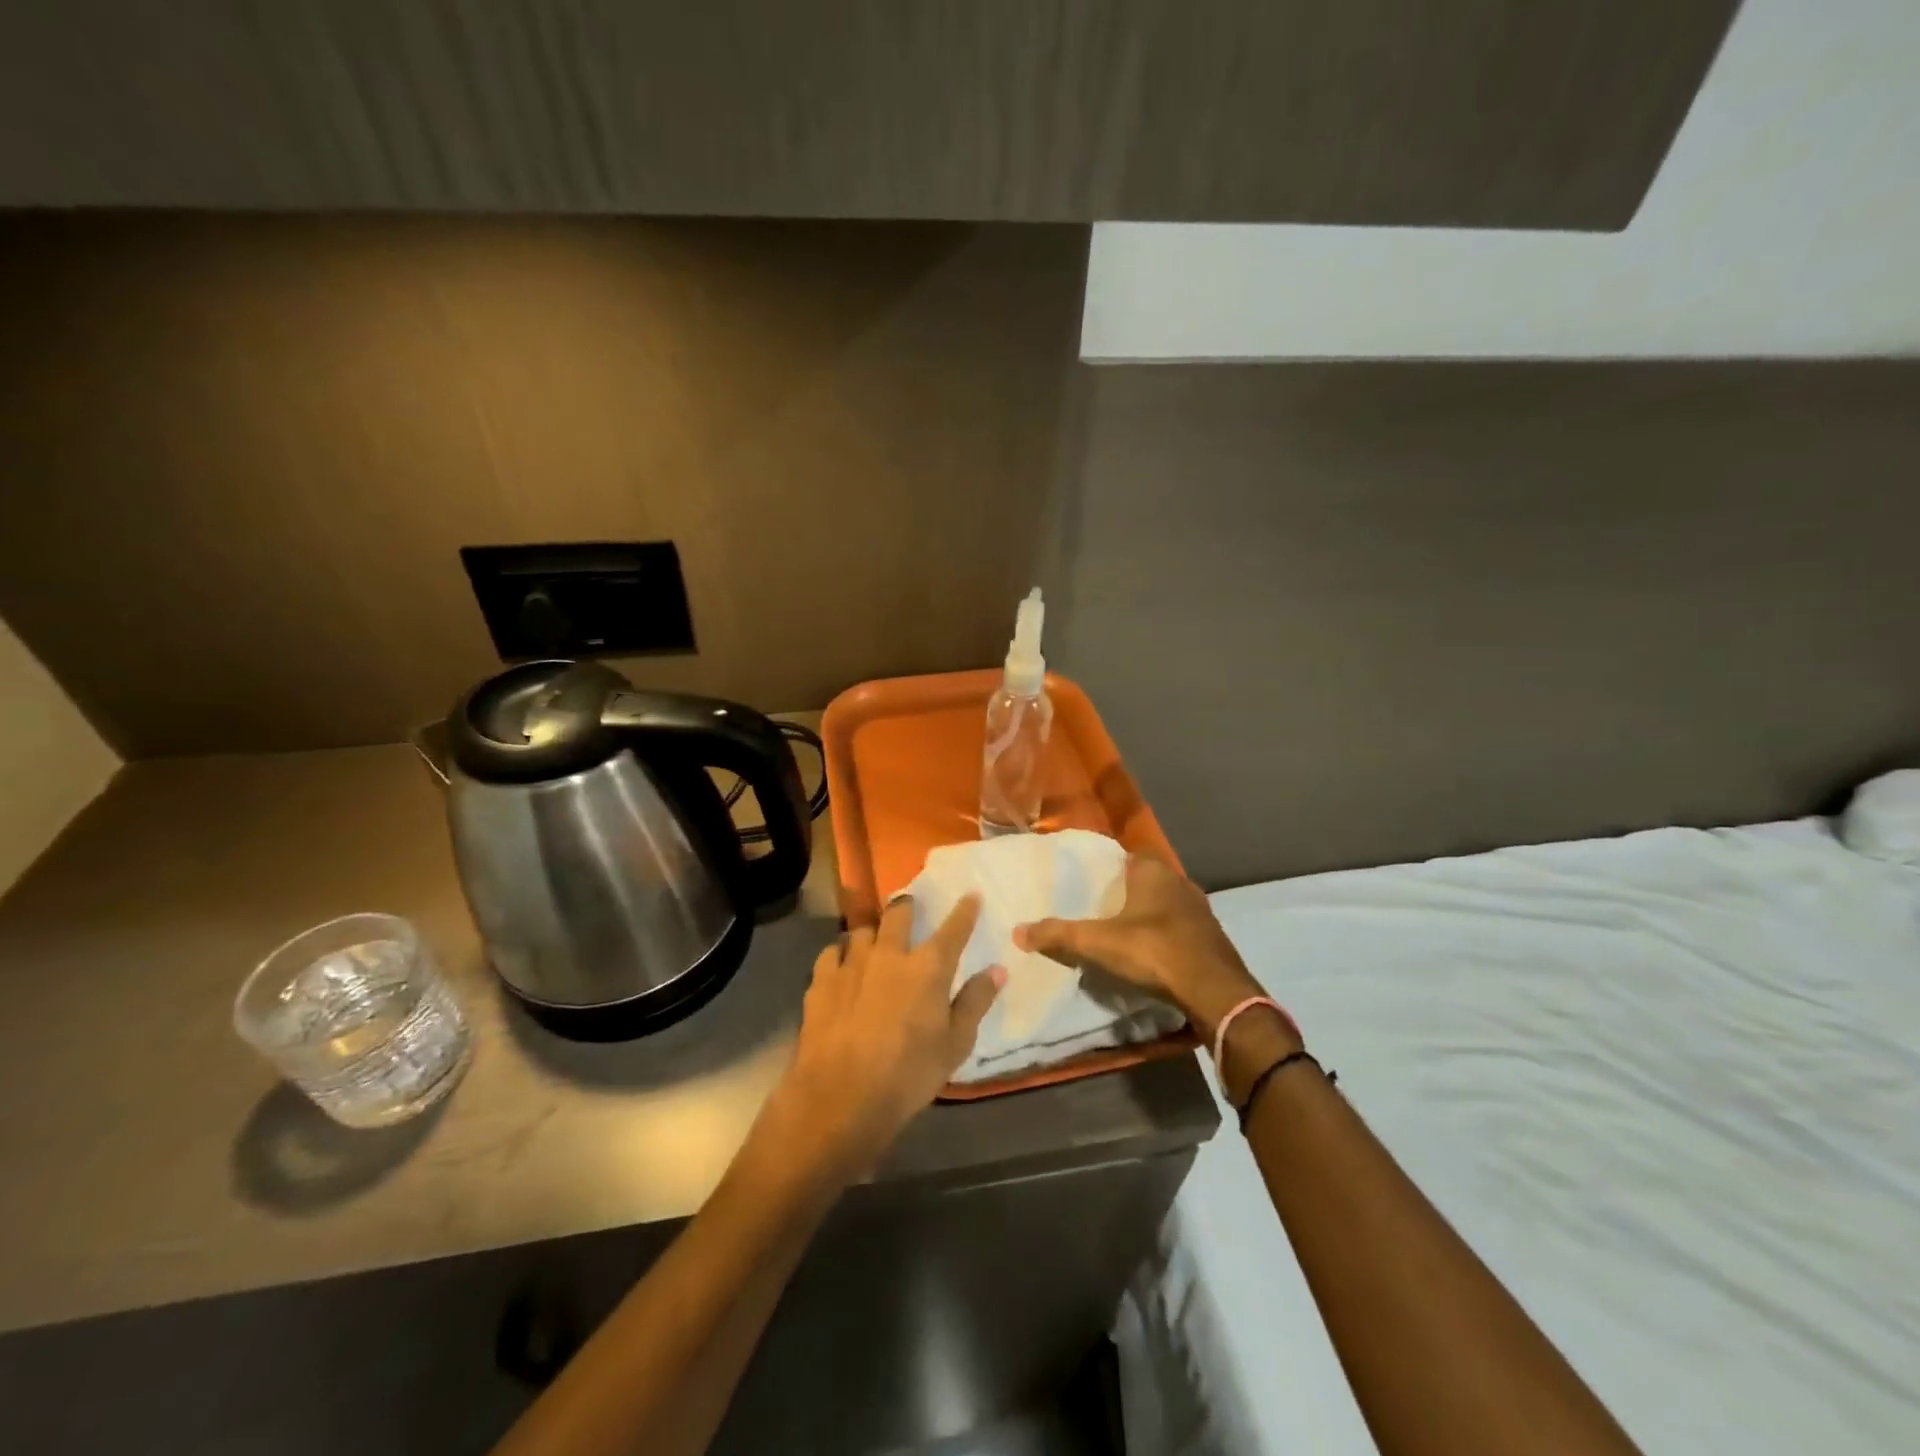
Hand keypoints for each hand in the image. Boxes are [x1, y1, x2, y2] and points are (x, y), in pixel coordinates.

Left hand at [767, 895, 1002, 1180]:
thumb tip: (998, 970)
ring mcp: (852, 964)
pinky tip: (842, 967)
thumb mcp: (955, 1045)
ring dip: (872, 933)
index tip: (971, 895)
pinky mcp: (821, 981)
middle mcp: (890, 954)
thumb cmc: (909, 1075)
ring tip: (874, 943)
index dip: (965, 911)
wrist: (842, 1097)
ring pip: (863, 930)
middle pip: (899, 914)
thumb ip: (976, 1002)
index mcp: (928, 968)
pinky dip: (841, 954)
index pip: (953, 929)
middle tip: (909, 909)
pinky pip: (832, 952)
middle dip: (907, 906)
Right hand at [1014, 854, 1267, 1043]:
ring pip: (1164, 904)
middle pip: (1145, 880)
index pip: (1126, 856)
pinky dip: (1163, 936)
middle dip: (1124, 892)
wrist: (1215, 991)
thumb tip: (1017, 932)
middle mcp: (1180, 883)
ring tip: (1119, 932)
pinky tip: (1150, 953)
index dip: (1106, 867)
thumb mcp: (1098, 943)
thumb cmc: (1154, 951)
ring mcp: (1200, 911)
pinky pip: (1179, 928)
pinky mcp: (1211, 938)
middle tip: (1096, 908)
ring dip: (1146, 915)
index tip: (1085, 882)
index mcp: (1153, 872)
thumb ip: (1058, 935)